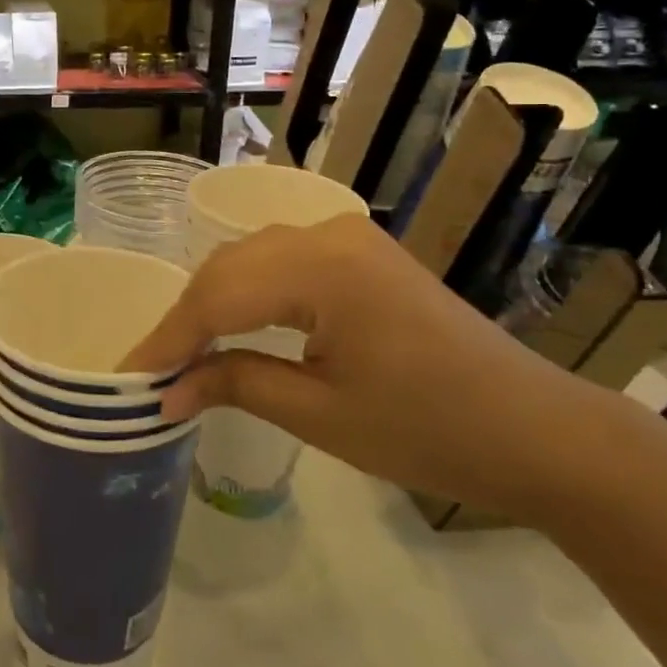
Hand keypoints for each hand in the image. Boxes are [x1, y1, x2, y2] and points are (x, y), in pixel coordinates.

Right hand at [120, 214, 631, 521]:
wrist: (539, 432)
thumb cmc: (431, 432)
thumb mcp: (321, 416)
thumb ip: (234, 385)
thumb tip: (165, 394)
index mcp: (322, 268)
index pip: (217, 295)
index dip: (168, 338)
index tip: (128, 377)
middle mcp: (327, 234)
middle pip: (228, 267)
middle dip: (185, 319)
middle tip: (152, 370)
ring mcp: (347, 237)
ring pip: (250, 258)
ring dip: (212, 301)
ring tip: (182, 352)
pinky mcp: (359, 253)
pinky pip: (281, 261)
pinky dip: (247, 291)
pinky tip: (230, 323)